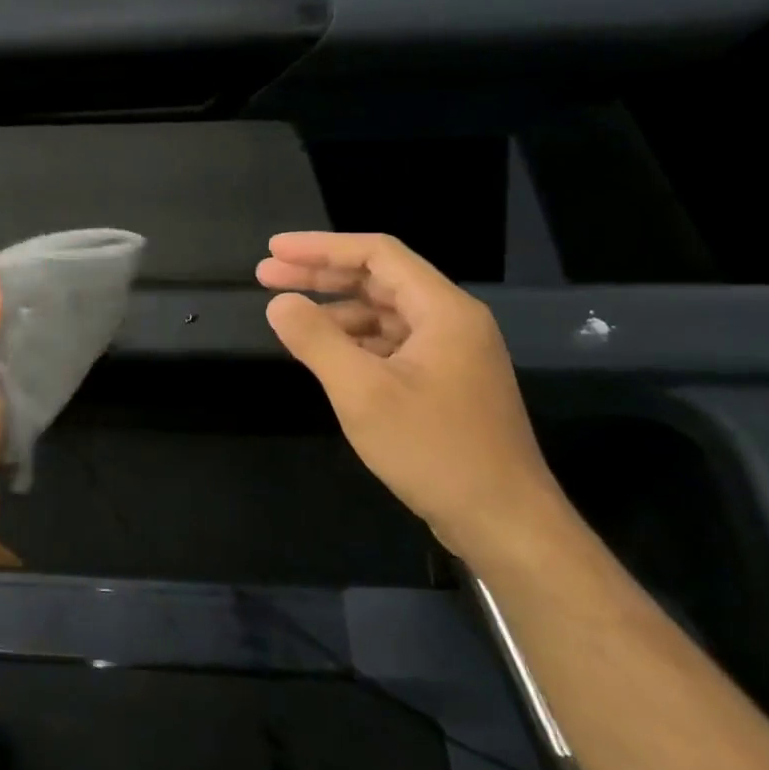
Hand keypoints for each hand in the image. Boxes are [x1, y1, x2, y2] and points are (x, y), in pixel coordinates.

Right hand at [258, 232, 571, 566]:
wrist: (502, 522)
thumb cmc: (432, 450)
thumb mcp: (362, 392)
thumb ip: (316, 340)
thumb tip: (279, 303)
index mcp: (442, 310)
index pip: (377, 254)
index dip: (321, 247)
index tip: (274, 250)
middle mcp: (451, 322)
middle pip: (378, 280)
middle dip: (320, 275)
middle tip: (266, 275)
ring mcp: (450, 354)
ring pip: (384, 313)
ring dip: (335, 309)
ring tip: (287, 315)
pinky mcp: (444, 383)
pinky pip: (391, 344)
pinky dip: (354, 340)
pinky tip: (324, 352)